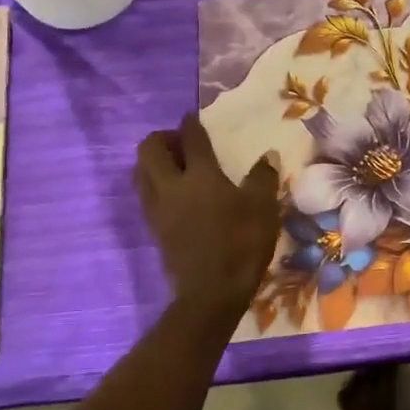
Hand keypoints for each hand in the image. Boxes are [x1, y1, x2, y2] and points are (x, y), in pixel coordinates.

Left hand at [135, 114, 279, 310]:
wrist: (211, 292)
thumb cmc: (241, 243)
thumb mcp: (263, 208)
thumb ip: (263, 178)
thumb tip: (268, 156)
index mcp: (200, 175)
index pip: (191, 138)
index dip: (192, 124)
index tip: (193, 117)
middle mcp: (171, 186)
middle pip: (149, 150)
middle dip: (162, 139)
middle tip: (183, 144)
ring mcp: (158, 209)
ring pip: (141, 173)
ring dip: (154, 162)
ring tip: (176, 167)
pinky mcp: (154, 229)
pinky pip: (146, 196)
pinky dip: (155, 185)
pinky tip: (176, 195)